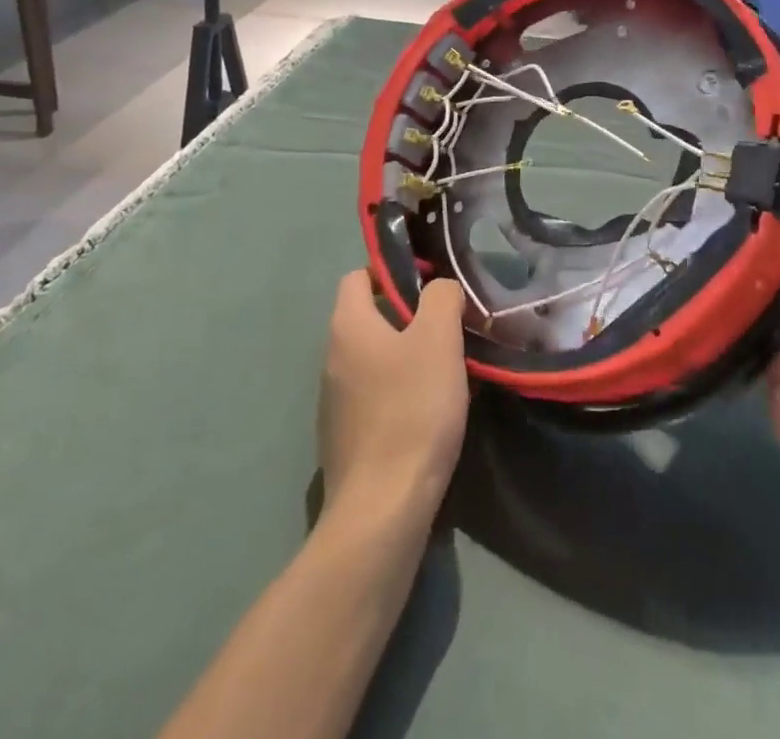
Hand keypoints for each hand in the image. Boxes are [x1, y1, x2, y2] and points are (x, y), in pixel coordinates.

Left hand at [318, 272, 469, 536]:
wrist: (383, 508)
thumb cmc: (412, 409)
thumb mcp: (438, 339)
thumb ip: (441, 298)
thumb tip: (439, 288)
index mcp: (348, 326)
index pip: (358, 276)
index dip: (391, 272)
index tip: (428, 285)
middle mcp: (332, 358)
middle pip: (367, 318)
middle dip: (407, 317)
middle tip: (447, 329)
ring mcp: (334, 402)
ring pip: (373, 359)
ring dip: (404, 357)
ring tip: (445, 371)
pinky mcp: (344, 438)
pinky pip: (373, 397)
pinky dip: (398, 393)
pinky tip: (428, 413)